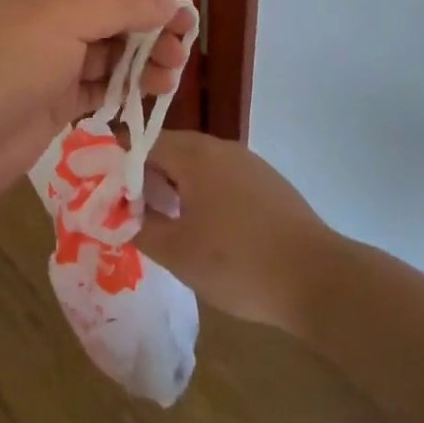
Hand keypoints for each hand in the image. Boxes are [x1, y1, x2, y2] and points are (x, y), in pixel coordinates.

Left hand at [0, 0, 195, 222]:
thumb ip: (119, 6)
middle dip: (148, 31)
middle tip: (181, 53)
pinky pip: (97, 89)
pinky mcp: (52, 102)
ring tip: (171, 78)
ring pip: (108, 55)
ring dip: (141, 63)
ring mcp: (50, 62)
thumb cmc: (10, 61)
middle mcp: (48, 19)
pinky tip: (147, 97)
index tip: (183, 15)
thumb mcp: (64, 17)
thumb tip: (166, 1)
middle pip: (111, 17)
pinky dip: (122, 91)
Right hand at [135, 129, 334, 332]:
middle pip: (172, 151)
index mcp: (194, 154)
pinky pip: (224, 179)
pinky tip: (207, 229)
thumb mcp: (177, 252)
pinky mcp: (269, 184)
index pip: (143, 144)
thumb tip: (116, 214)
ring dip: (177, 187)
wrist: (318, 278)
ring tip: (165, 222)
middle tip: (131, 211)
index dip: (120, 166)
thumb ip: (139, 228)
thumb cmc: (237, 262)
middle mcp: (221, 147)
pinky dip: (205, 195)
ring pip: (199, 166)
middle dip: (148, 178)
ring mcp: (249, 163)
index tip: (106, 194)